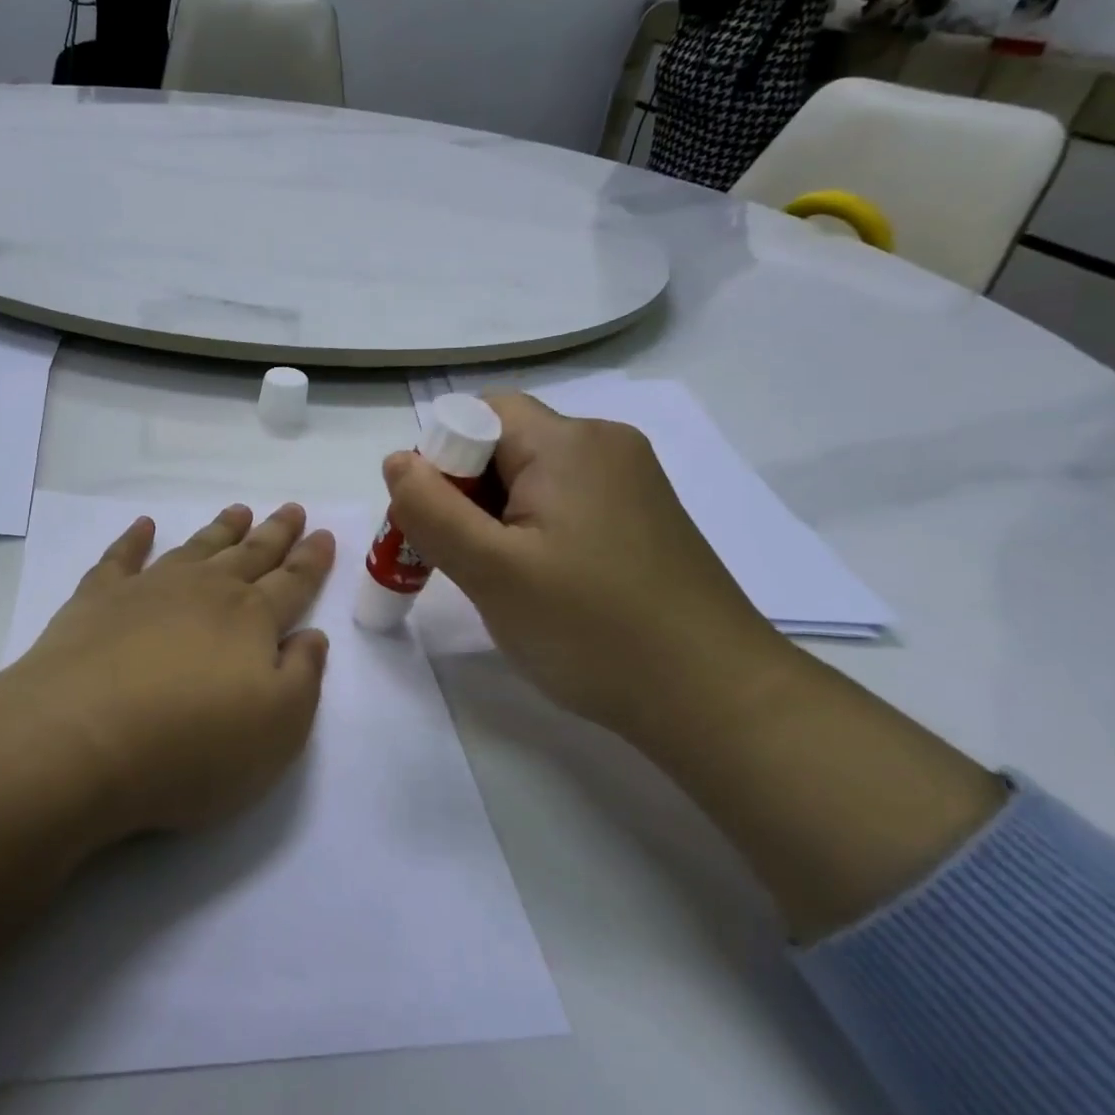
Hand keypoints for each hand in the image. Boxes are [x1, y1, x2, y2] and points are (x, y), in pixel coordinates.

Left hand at [8, 503, 335, 834]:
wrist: (82, 739)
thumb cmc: (192, 745)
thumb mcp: (277, 728)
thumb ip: (303, 677)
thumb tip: (312, 635)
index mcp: (252, 620)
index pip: (292, 582)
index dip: (312, 559)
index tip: (324, 533)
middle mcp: (205, 591)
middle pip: (250, 555)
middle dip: (275, 533)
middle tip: (291, 508)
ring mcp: (148, 589)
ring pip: (196, 548)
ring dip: (220, 530)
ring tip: (238, 510)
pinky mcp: (97, 599)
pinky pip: (121, 557)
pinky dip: (133, 539)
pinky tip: (143, 525)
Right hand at [383, 395, 793, 744]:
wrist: (717, 699)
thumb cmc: (593, 630)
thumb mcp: (492, 571)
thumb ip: (432, 509)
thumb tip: (397, 460)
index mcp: (568, 442)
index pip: (477, 414)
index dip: (441, 460)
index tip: (437, 525)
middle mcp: (603, 444)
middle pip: (504, 444)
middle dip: (464, 493)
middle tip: (458, 560)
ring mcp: (630, 481)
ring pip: (531, 477)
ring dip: (496, 516)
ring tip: (498, 580)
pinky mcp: (642, 516)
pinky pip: (565, 502)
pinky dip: (534, 530)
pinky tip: (541, 583)